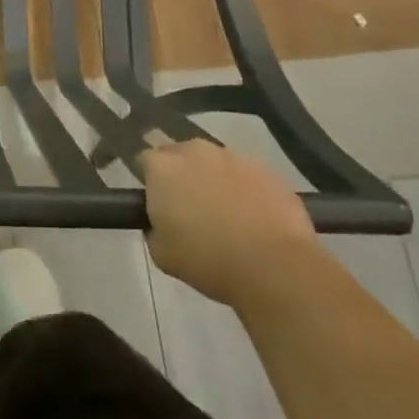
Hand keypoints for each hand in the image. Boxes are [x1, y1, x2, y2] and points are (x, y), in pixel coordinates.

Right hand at [143, 139, 319, 311]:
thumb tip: (161, 222)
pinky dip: (244, 187)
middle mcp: (195, 151)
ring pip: (214, 161)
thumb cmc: (206, 260)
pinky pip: (246, 173)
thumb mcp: (160, 253)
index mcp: (162, 167)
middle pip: (179, 152)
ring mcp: (233, 156)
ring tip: (224, 210)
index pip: (144, 160)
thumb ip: (153, 227)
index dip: (149, 179)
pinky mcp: (267, 169)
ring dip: (213, 177)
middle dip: (180, 171)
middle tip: (187, 203)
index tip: (155, 200)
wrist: (274, 267)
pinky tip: (253, 215)